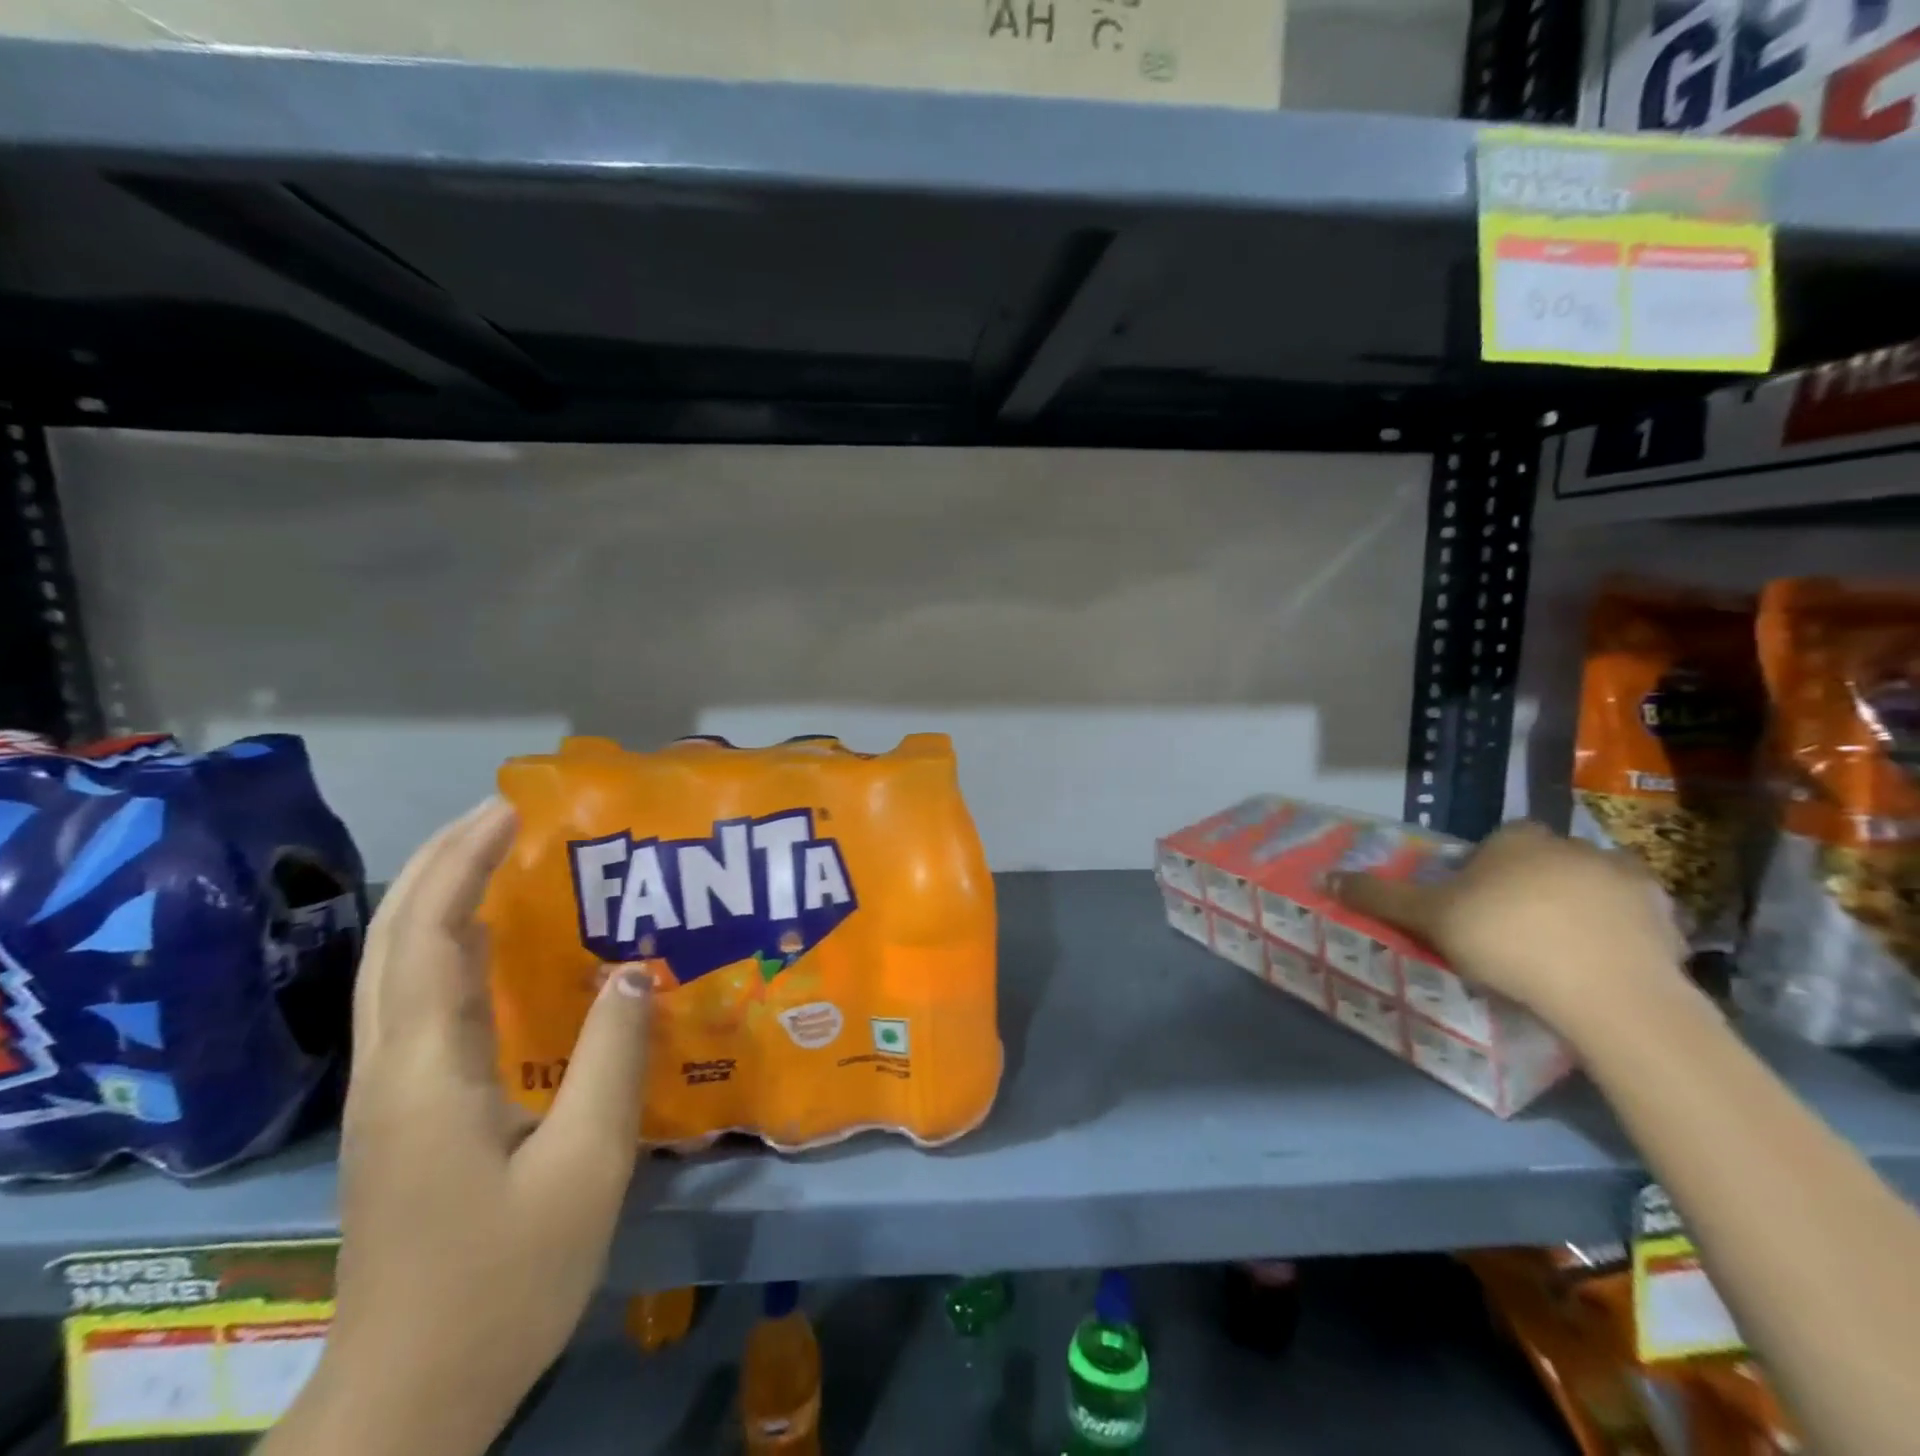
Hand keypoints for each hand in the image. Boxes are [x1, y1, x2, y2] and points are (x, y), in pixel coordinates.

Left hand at [273, 800, 651, 1455]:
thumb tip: (633, 967)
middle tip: (506, 814)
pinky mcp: (401, 1110)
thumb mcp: (583, 1165)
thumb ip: (611, 1058)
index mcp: (428, 1067)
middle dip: (442, 861)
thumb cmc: (503, 1278)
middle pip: (394, 937)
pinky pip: (416, 1001)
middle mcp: (391, 1064)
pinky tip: (491, 945)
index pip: (431, 934)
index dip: (464, 860)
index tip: (512, 808)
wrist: (409, 1396)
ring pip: (394, 966)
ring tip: (501, 856)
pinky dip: (446, 947)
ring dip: (439, 898)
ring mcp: (388, 1090)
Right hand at [1329, 821, 1688, 1036]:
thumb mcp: (1429, 919)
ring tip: (1559, 953)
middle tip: (1512, 932)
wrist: (1607, 992)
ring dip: (1578, 908)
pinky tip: (1601, 966)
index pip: (1497, 843)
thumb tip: (1322, 876)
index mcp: (1517, 840)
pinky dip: (1619, 936)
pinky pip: (1633, 921)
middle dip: (1530, 887)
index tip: (1475, 906)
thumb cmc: (1506, 940)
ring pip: (1590, 887)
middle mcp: (1573, 846)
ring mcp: (1627, 880)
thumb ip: (1380, 897)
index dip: (1484, 871)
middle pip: (1543, 862)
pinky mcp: (1667, 919)